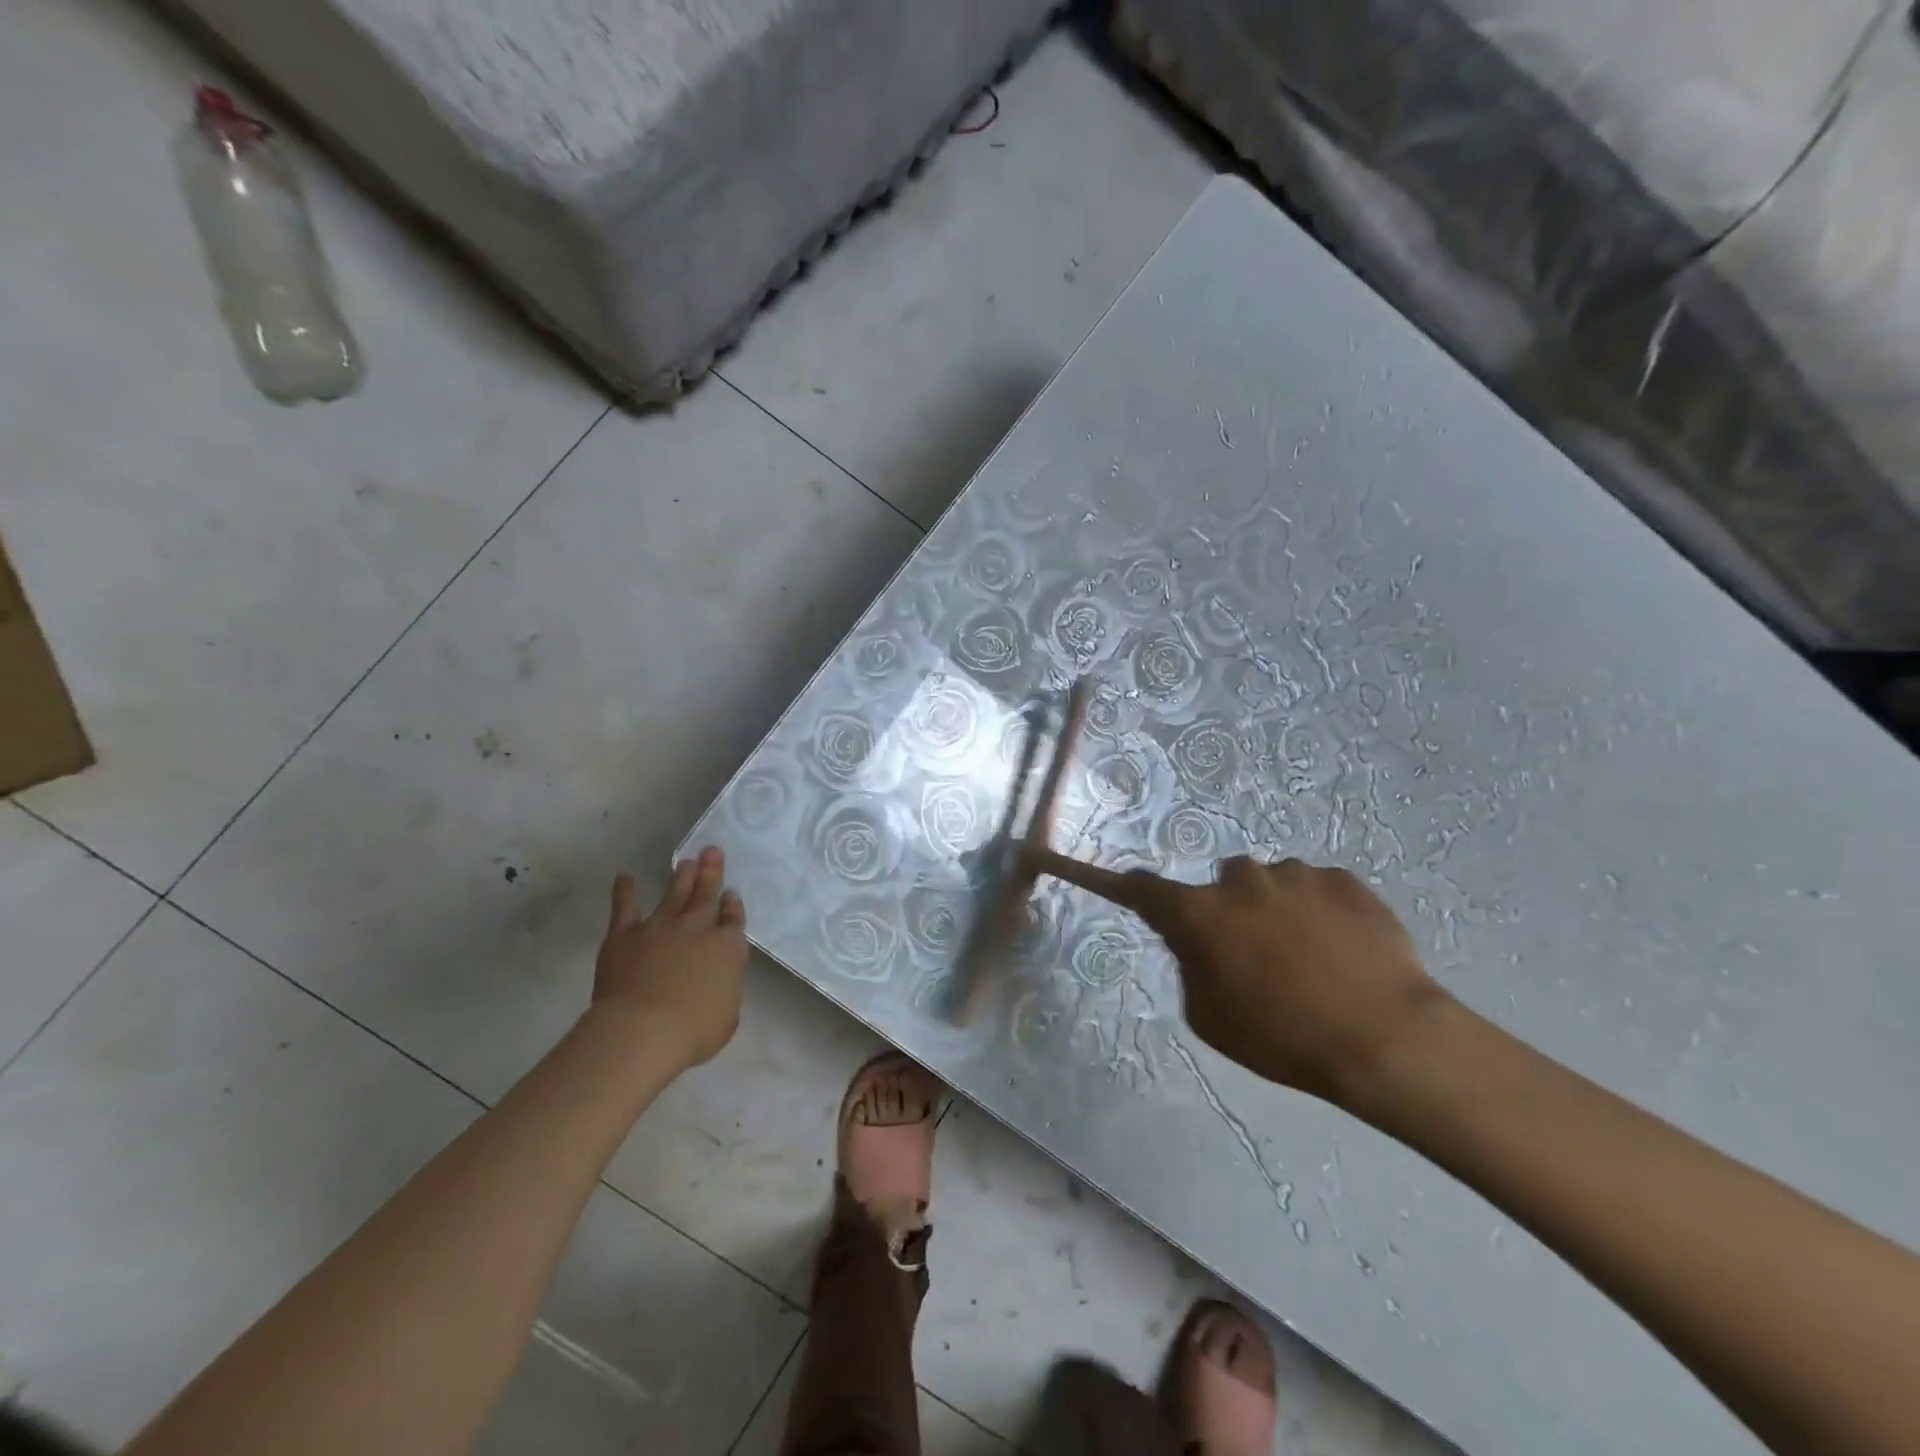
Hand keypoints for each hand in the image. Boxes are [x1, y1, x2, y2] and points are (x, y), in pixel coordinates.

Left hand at [592, 846, 746, 1070]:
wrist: (643, 1030)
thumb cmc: (693, 1031)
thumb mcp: (728, 1015)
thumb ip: (725, 989)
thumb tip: (717, 981)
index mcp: (728, 947)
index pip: (733, 919)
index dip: (732, 906)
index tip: (730, 894)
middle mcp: (697, 928)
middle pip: (706, 895)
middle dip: (711, 873)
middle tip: (712, 851)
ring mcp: (660, 927)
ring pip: (674, 894)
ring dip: (681, 877)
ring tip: (686, 861)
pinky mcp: (625, 934)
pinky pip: (625, 907)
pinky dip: (625, 891)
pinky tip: (625, 876)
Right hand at [1026, 849, 1444, 1103]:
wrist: (1386, 1038)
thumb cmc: (1283, 1037)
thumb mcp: (1211, 1019)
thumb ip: (1190, 969)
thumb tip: (1196, 945)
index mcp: (1200, 913)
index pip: (1141, 889)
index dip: (1112, 881)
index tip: (1087, 868)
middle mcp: (1240, 880)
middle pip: (1220, 886)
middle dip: (1229, 911)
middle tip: (1257, 957)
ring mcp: (1296, 874)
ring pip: (1272, 885)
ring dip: (1278, 911)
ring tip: (1313, 960)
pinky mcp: (1344, 880)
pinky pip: (1318, 888)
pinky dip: (1321, 911)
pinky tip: (1344, 951)